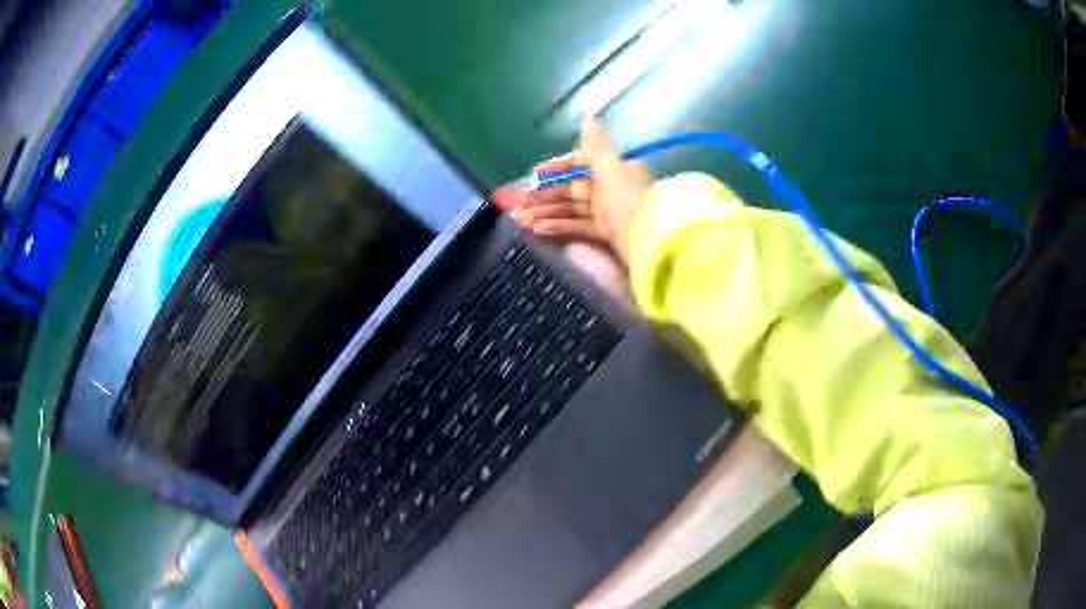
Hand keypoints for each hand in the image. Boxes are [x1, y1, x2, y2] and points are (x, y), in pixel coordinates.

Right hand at [510, 116, 651, 264]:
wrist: (650, 240)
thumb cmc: (626, 199)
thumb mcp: (609, 167)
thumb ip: (595, 144)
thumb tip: (590, 114)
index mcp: (613, 167)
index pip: (579, 162)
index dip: (556, 167)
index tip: (535, 175)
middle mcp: (611, 187)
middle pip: (572, 187)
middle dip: (545, 194)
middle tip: (519, 201)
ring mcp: (609, 211)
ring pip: (572, 208)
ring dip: (546, 212)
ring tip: (520, 218)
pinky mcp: (608, 233)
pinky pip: (579, 226)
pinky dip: (559, 227)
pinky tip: (537, 230)